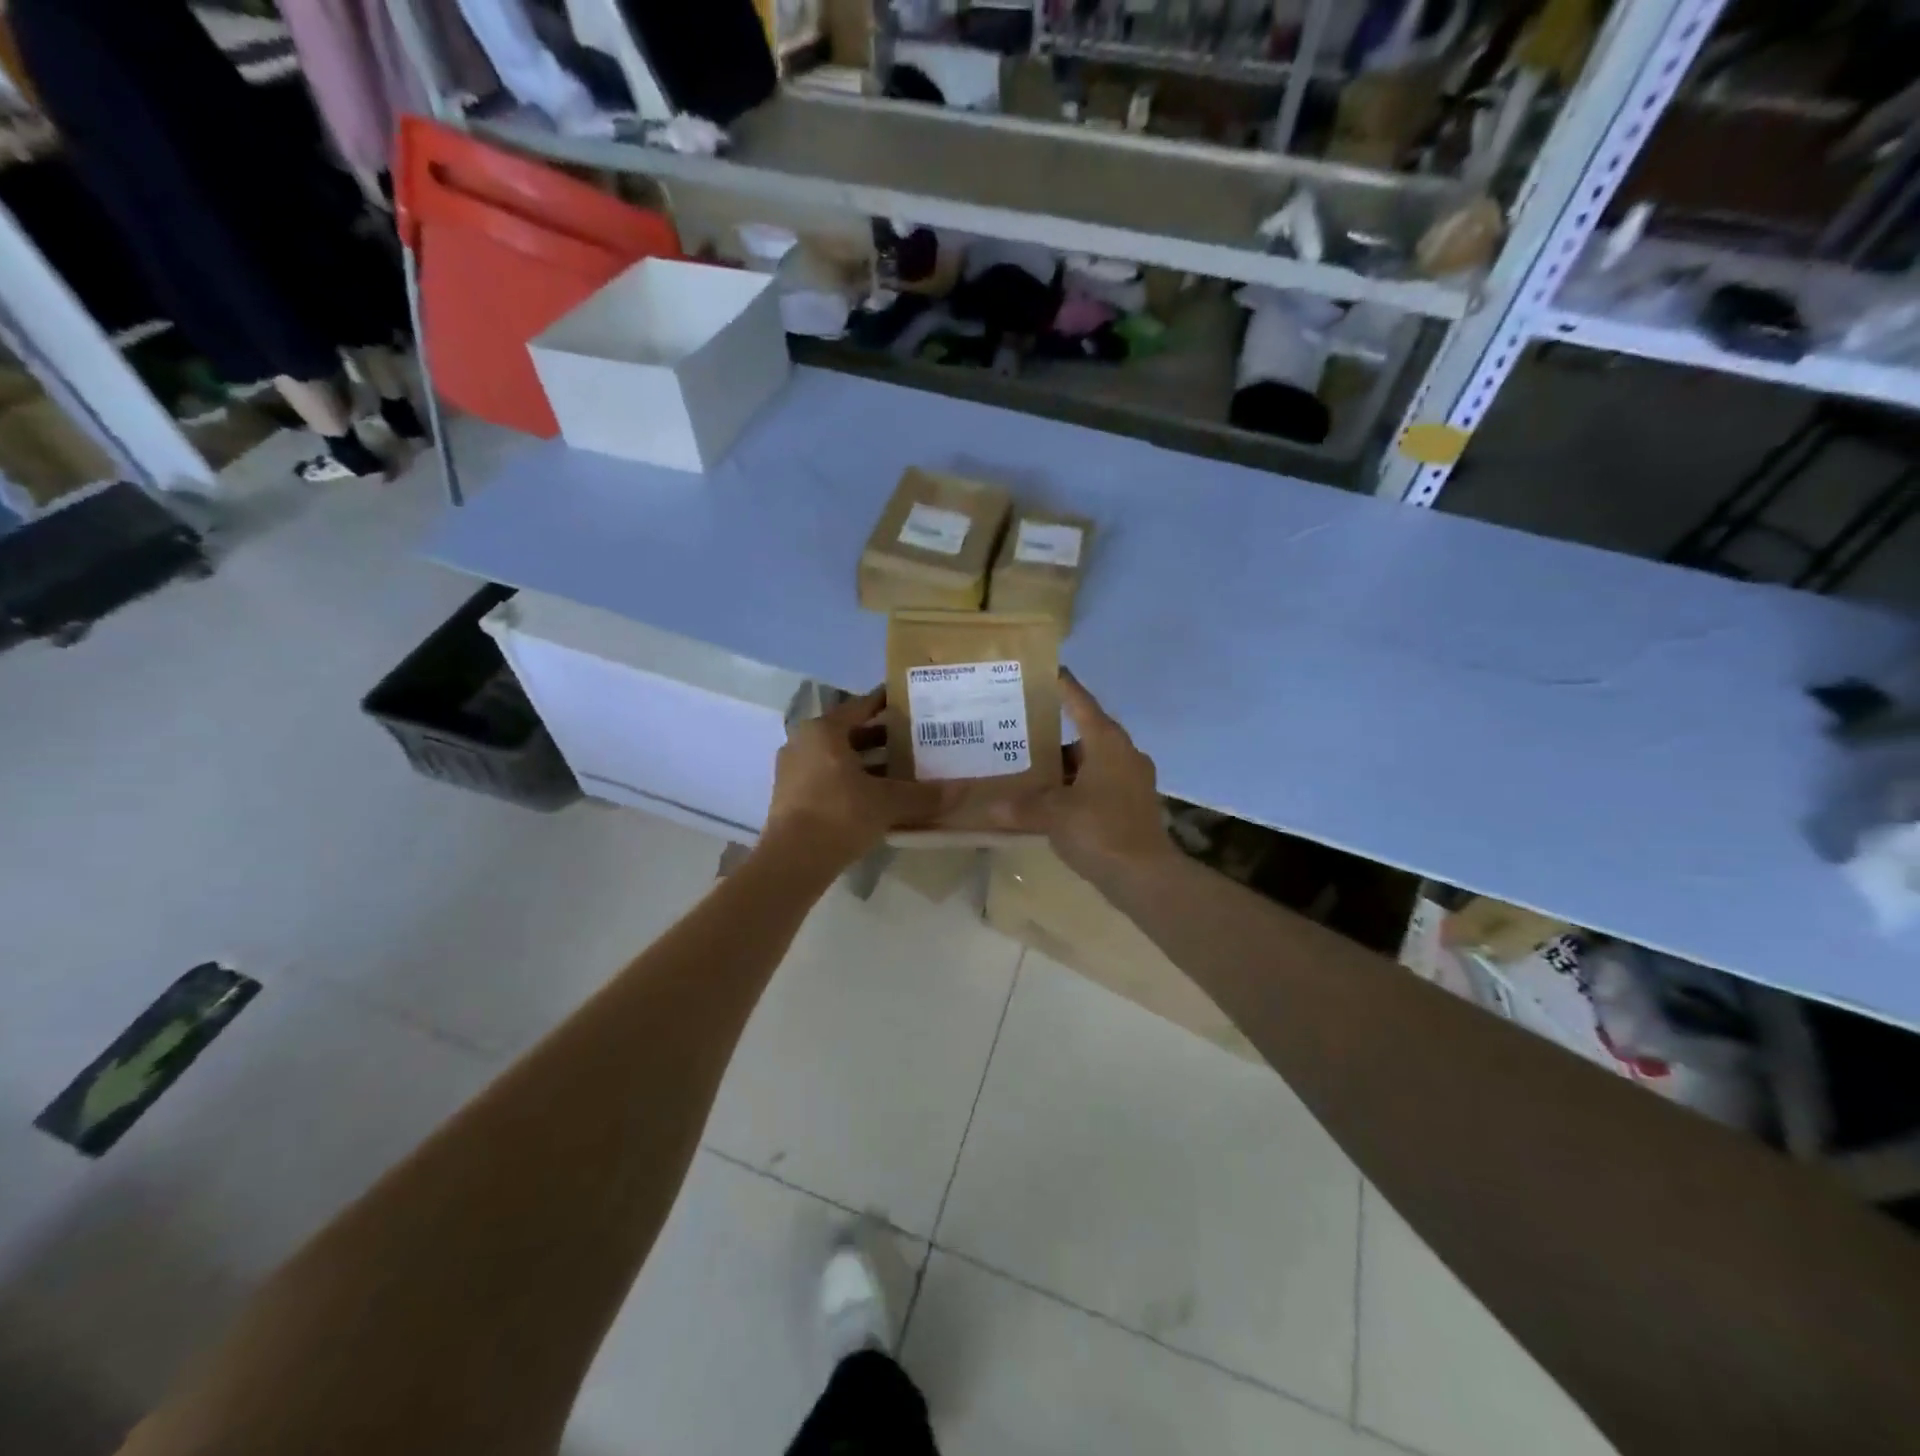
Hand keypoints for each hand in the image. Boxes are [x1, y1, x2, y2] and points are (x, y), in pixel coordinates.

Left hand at [760, 687, 951, 871]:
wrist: (792, 861)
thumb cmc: (839, 815)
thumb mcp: (887, 803)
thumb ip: (923, 795)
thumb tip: (961, 791)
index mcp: (823, 731)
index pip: (861, 706)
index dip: (887, 703)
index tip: (911, 703)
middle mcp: (804, 743)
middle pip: (850, 733)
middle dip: (882, 738)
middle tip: (916, 740)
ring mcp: (794, 771)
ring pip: (838, 758)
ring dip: (868, 763)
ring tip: (902, 771)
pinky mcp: (791, 797)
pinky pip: (828, 779)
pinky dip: (852, 782)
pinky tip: (878, 797)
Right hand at [993, 670, 1174, 883]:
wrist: (1144, 876)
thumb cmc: (1100, 830)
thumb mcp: (1053, 814)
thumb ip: (1021, 806)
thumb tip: (991, 807)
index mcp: (1107, 742)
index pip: (1081, 702)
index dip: (1063, 686)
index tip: (1047, 671)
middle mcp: (1124, 754)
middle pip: (1087, 732)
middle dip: (1055, 733)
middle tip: (1022, 729)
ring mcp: (1132, 780)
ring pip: (1092, 762)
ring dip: (1066, 765)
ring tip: (1030, 767)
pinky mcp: (1133, 805)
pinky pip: (1099, 784)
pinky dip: (1077, 786)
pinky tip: (1052, 800)